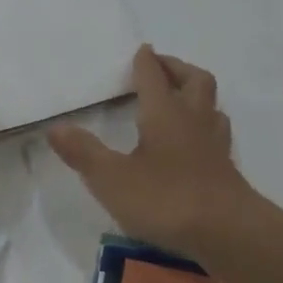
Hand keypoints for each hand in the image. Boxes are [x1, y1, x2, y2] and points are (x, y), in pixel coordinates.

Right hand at [48, 46, 258, 255]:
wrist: (228, 232)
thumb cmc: (166, 199)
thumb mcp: (112, 179)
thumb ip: (84, 152)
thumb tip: (55, 127)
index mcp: (164, 113)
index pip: (153, 76)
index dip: (145, 62)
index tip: (141, 50)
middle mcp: (193, 119)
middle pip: (193, 80)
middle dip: (176, 68)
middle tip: (160, 67)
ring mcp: (214, 144)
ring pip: (211, 104)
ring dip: (195, 94)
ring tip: (179, 99)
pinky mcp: (226, 168)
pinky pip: (216, 133)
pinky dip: (204, 126)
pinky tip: (194, 142)